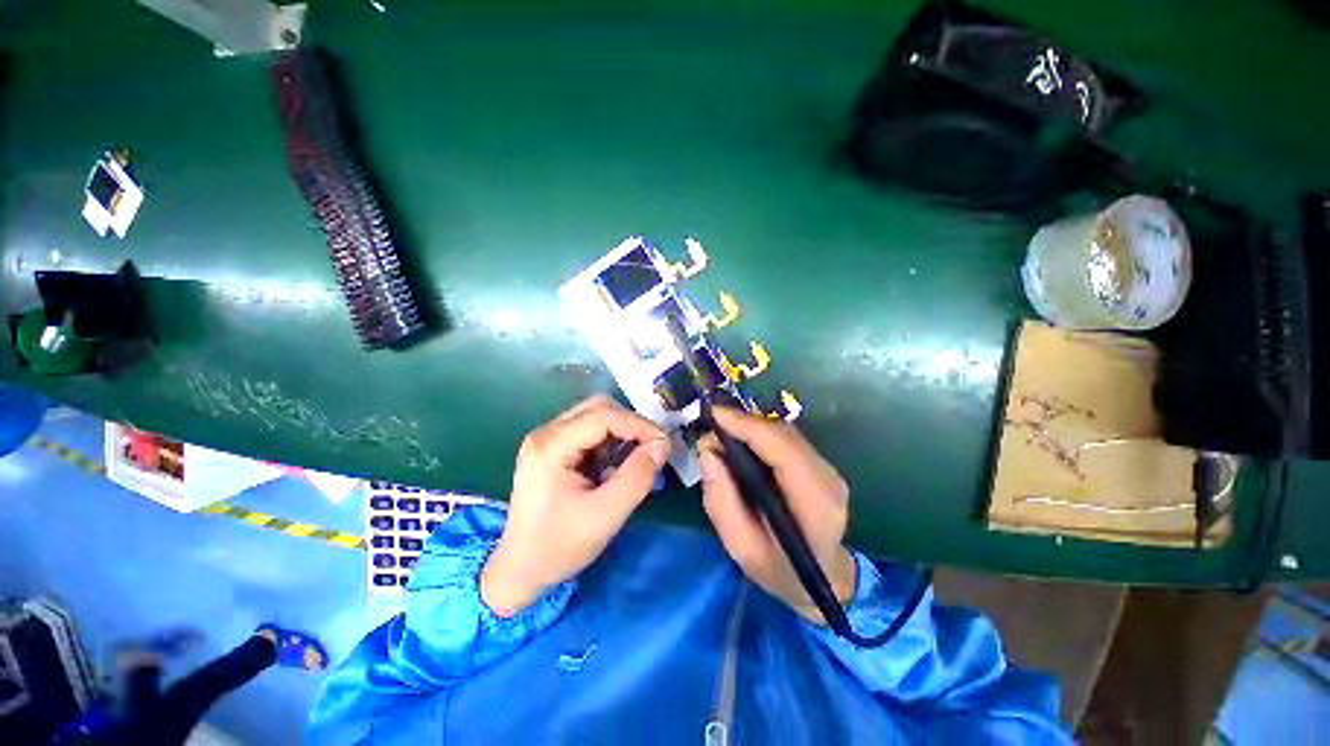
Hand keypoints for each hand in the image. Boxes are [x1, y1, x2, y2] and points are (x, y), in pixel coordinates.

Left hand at [481, 395, 670, 616]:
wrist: (520, 570)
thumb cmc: (558, 546)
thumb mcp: (605, 515)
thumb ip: (636, 477)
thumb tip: (660, 446)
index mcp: (550, 445)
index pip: (603, 416)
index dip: (638, 425)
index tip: (664, 445)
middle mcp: (547, 433)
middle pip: (598, 409)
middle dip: (631, 425)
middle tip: (653, 449)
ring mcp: (548, 439)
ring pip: (596, 417)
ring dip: (622, 433)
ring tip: (638, 458)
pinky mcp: (554, 449)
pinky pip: (591, 432)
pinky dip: (611, 442)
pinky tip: (617, 464)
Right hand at [700, 407, 855, 624]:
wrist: (823, 579)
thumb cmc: (780, 571)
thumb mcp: (742, 548)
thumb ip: (721, 501)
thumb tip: (708, 451)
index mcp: (815, 505)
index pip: (783, 451)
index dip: (749, 427)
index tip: (715, 414)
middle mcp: (828, 479)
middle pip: (784, 435)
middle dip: (744, 423)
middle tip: (711, 424)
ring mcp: (827, 469)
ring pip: (785, 432)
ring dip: (751, 426)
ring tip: (721, 430)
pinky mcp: (819, 464)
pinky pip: (786, 438)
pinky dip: (760, 433)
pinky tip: (740, 439)